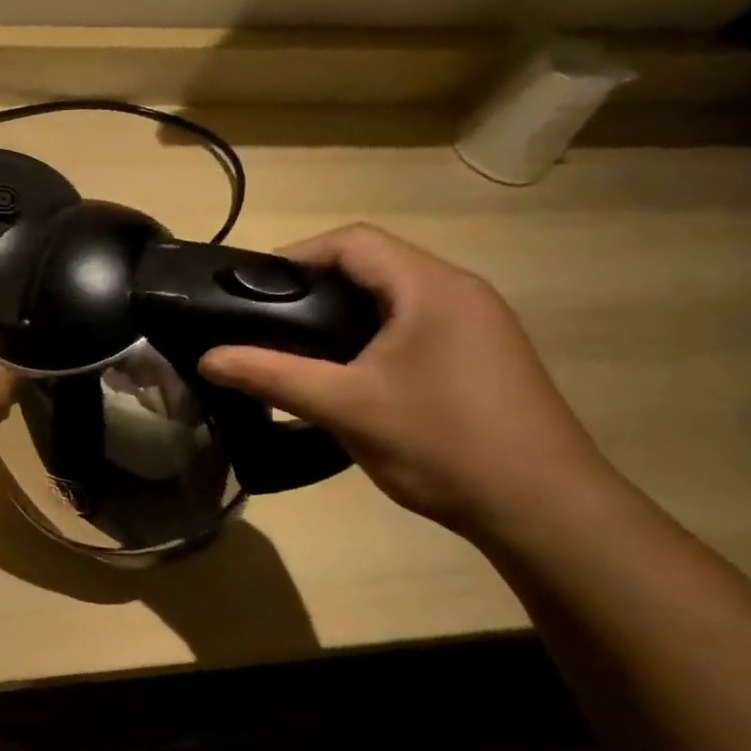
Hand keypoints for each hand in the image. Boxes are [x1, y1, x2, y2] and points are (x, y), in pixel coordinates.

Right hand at [198, 224, 613, 535]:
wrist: (543, 508)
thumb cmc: (442, 442)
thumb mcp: (345, 406)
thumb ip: (271, 376)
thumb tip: (207, 358)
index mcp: (431, 288)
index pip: (354, 242)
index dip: (296, 256)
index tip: (250, 290)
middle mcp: (458, 292)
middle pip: (372, 264)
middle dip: (312, 286)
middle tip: (262, 321)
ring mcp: (475, 325)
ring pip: (391, 297)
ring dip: (339, 313)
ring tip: (292, 347)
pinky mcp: (478, 356)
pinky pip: (411, 325)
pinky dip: (367, 336)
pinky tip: (343, 374)